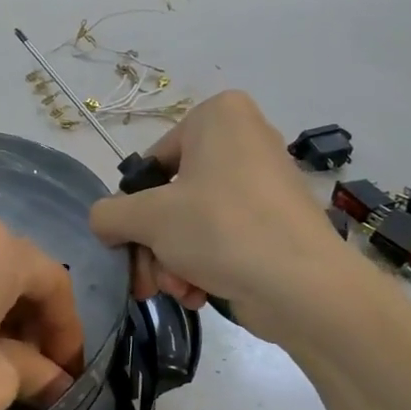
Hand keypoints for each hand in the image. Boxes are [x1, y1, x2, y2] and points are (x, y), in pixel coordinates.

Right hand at [88, 91, 348, 335]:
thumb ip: (108, 213)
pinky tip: (199, 294)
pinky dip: (204, 265)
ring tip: (179, 291)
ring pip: (193, 222)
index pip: (151, 164)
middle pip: (171, 198)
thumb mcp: (148, 217)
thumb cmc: (221, 229)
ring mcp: (263, 181)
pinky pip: (223, 236)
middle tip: (147, 280)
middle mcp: (244, 138)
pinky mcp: (276, 221)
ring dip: (173, 262)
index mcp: (219, 115)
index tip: (132, 243)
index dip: (135, 209)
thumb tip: (105, 223)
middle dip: (154, 246)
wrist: (305, 287)